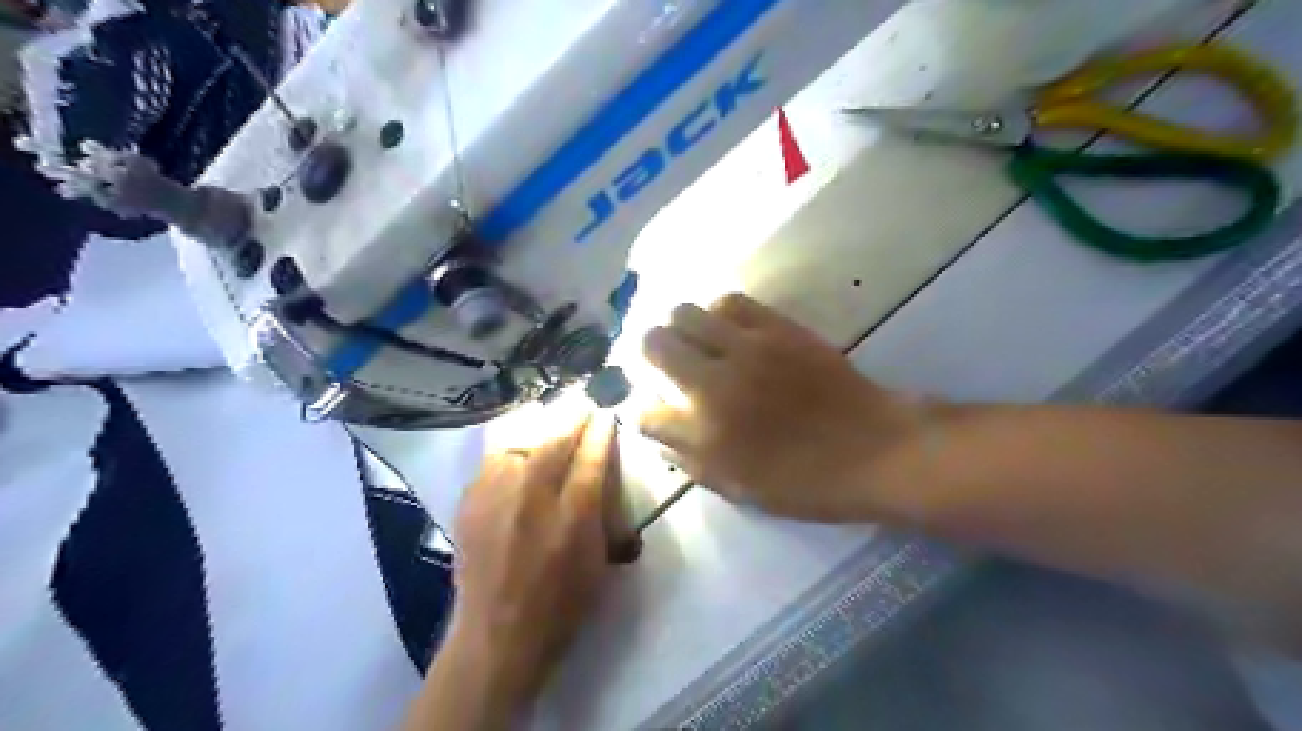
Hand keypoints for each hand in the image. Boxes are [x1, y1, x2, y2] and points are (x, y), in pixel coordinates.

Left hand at [446, 416, 617, 707]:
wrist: (498, 636)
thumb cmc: (562, 604)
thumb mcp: (598, 560)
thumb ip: (600, 510)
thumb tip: (598, 471)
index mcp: (573, 515)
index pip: (591, 457)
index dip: (600, 431)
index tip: (604, 414)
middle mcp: (532, 497)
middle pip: (554, 440)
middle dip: (571, 417)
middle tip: (581, 405)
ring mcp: (495, 498)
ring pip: (518, 442)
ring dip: (537, 429)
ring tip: (547, 426)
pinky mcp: (469, 504)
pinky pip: (491, 461)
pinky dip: (509, 450)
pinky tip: (516, 455)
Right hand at [639, 293, 919, 523]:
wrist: (872, 449)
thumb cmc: (806, 482)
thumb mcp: (740, 490)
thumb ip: (690, 461)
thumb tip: (657, 433)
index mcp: (703, 435)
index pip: (644, 412)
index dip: (641, 411)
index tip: (654, 409)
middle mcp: (713, 385)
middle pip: (652, 345)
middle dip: (650, 354)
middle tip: (665, 362)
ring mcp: (745, 350)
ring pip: (683, 313)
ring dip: (680, 328)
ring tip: (695, 341)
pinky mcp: (776, 328)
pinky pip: (729, 302)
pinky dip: (717, 313)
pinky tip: (727, 328)